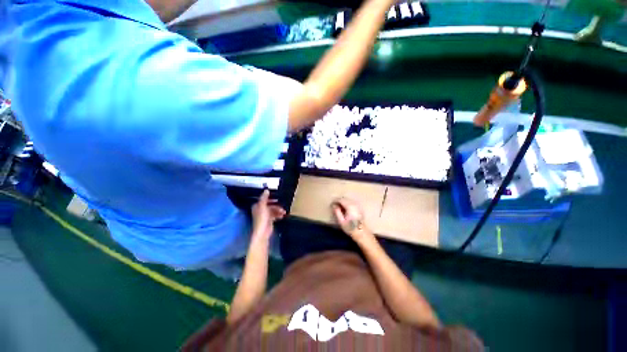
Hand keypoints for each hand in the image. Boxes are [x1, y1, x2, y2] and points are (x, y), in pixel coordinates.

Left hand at [251, 190, 285, 242]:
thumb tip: (266, 190)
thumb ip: (264, 198)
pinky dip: (278, 215)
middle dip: (276, 205)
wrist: (263, 232)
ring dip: (278, 210)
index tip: (277, 198)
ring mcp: (265, 216)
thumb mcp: (263, 206)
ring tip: (284, 212)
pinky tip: (282, 216)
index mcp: (257, 206)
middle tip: (282, 206)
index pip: (264, 200)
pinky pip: (274, 215)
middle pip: (270, 205)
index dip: (270, 198)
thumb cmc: (262, 218)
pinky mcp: (269, 220)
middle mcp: (260, 210)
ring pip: (273, 210)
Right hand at [332, 197, 373, 242]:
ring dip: (343, 202)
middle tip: (334, 205)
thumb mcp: (341, 221)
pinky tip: (345, 208)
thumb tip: (334, 205)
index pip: (341, 200)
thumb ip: (337, 212)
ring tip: (338, 207)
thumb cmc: (350, 228)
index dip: (335, 201)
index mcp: (350, 206)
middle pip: (345, 198)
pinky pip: (351, 202)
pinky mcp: (359, 208)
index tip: (331, 204)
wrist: (361, 233)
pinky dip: (347, 203)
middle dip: (339, 201)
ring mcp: (357, 205)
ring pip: (348, 200)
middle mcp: (354, 204)